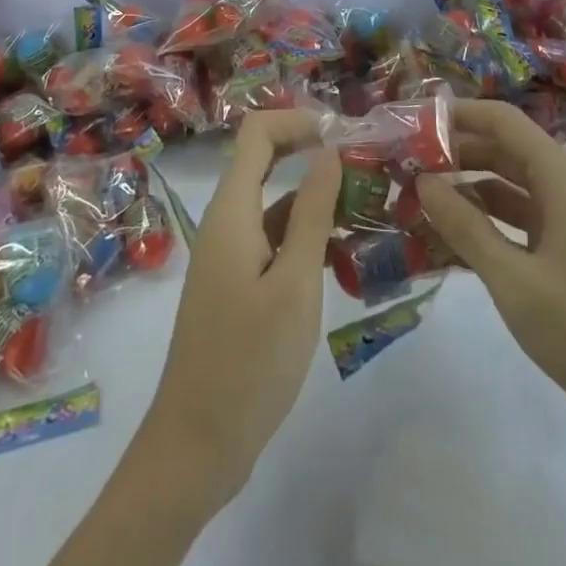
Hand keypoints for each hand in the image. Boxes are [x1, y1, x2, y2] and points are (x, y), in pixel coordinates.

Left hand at [142, 109, 342, 501]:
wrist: (197, 445)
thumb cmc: (249, 361)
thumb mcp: (295, 284)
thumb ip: (312, 213)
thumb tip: (328, 150)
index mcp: (231, 210)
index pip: (256, 132)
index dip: (296, 120)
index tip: (343, 135)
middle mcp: (226, 221)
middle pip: (265, 161)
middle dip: (312, 156)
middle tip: (365, 169)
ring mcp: (229, 254)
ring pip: (274, 204)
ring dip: (316, 200)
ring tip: (368, 211)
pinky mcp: (237, 283)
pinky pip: (272, 239)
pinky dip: (305, 237)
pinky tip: (343, 257)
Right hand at [416, 99, 565, 465]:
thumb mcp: (515, 281)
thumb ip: (465, 227)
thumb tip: (422, 181)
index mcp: (561, 178)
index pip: (501, 120)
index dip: (455, 114)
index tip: (409, 124)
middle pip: (503, 150)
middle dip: (454, 153)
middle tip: (403, 166)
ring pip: (510, 187)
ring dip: (467, 189)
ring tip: (417, 200)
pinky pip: (522, 221)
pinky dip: (488, 223)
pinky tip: (452, 241)